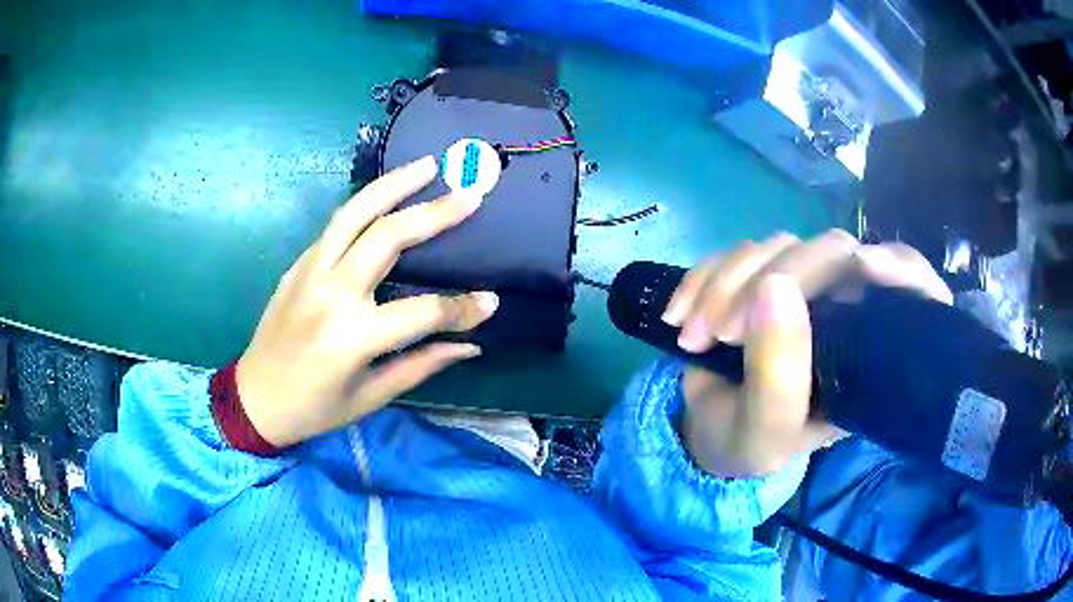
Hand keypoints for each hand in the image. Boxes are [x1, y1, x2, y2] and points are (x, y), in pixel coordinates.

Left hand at [236, 157, 498, 447]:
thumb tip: (469, 345)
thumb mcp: (371, 396)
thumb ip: (421, 364)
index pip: (423, 312)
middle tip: (470, 193)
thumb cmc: (314, 409)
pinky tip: (387, 195)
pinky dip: (365, 204)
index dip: (462, 309)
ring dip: (393, 184)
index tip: (491, 301)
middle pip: (388, 237)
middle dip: (434, 213)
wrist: (254, 399)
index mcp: (352, 337)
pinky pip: (336, 226)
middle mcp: (331, 293)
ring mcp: (310, 271)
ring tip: (427, 165)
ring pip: (355, 213)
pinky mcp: (298, 264)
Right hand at [663, 230, 951, 477]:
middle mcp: (845, 309)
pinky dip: (702, 277)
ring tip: (692, 336)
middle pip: (834, 253)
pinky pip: (737, 252)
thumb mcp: (768, 428)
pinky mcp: (761, 275)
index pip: (913, 289)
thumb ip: (780, 371)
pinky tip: (678, 314)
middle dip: (774, 282)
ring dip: (725, 284)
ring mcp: (802, 286)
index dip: (901, 270)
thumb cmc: (750, 442)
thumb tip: (776, 283)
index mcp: (869, 352)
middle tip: (722, 332)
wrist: (706, 431)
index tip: (867, 270)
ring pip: (778, 246)